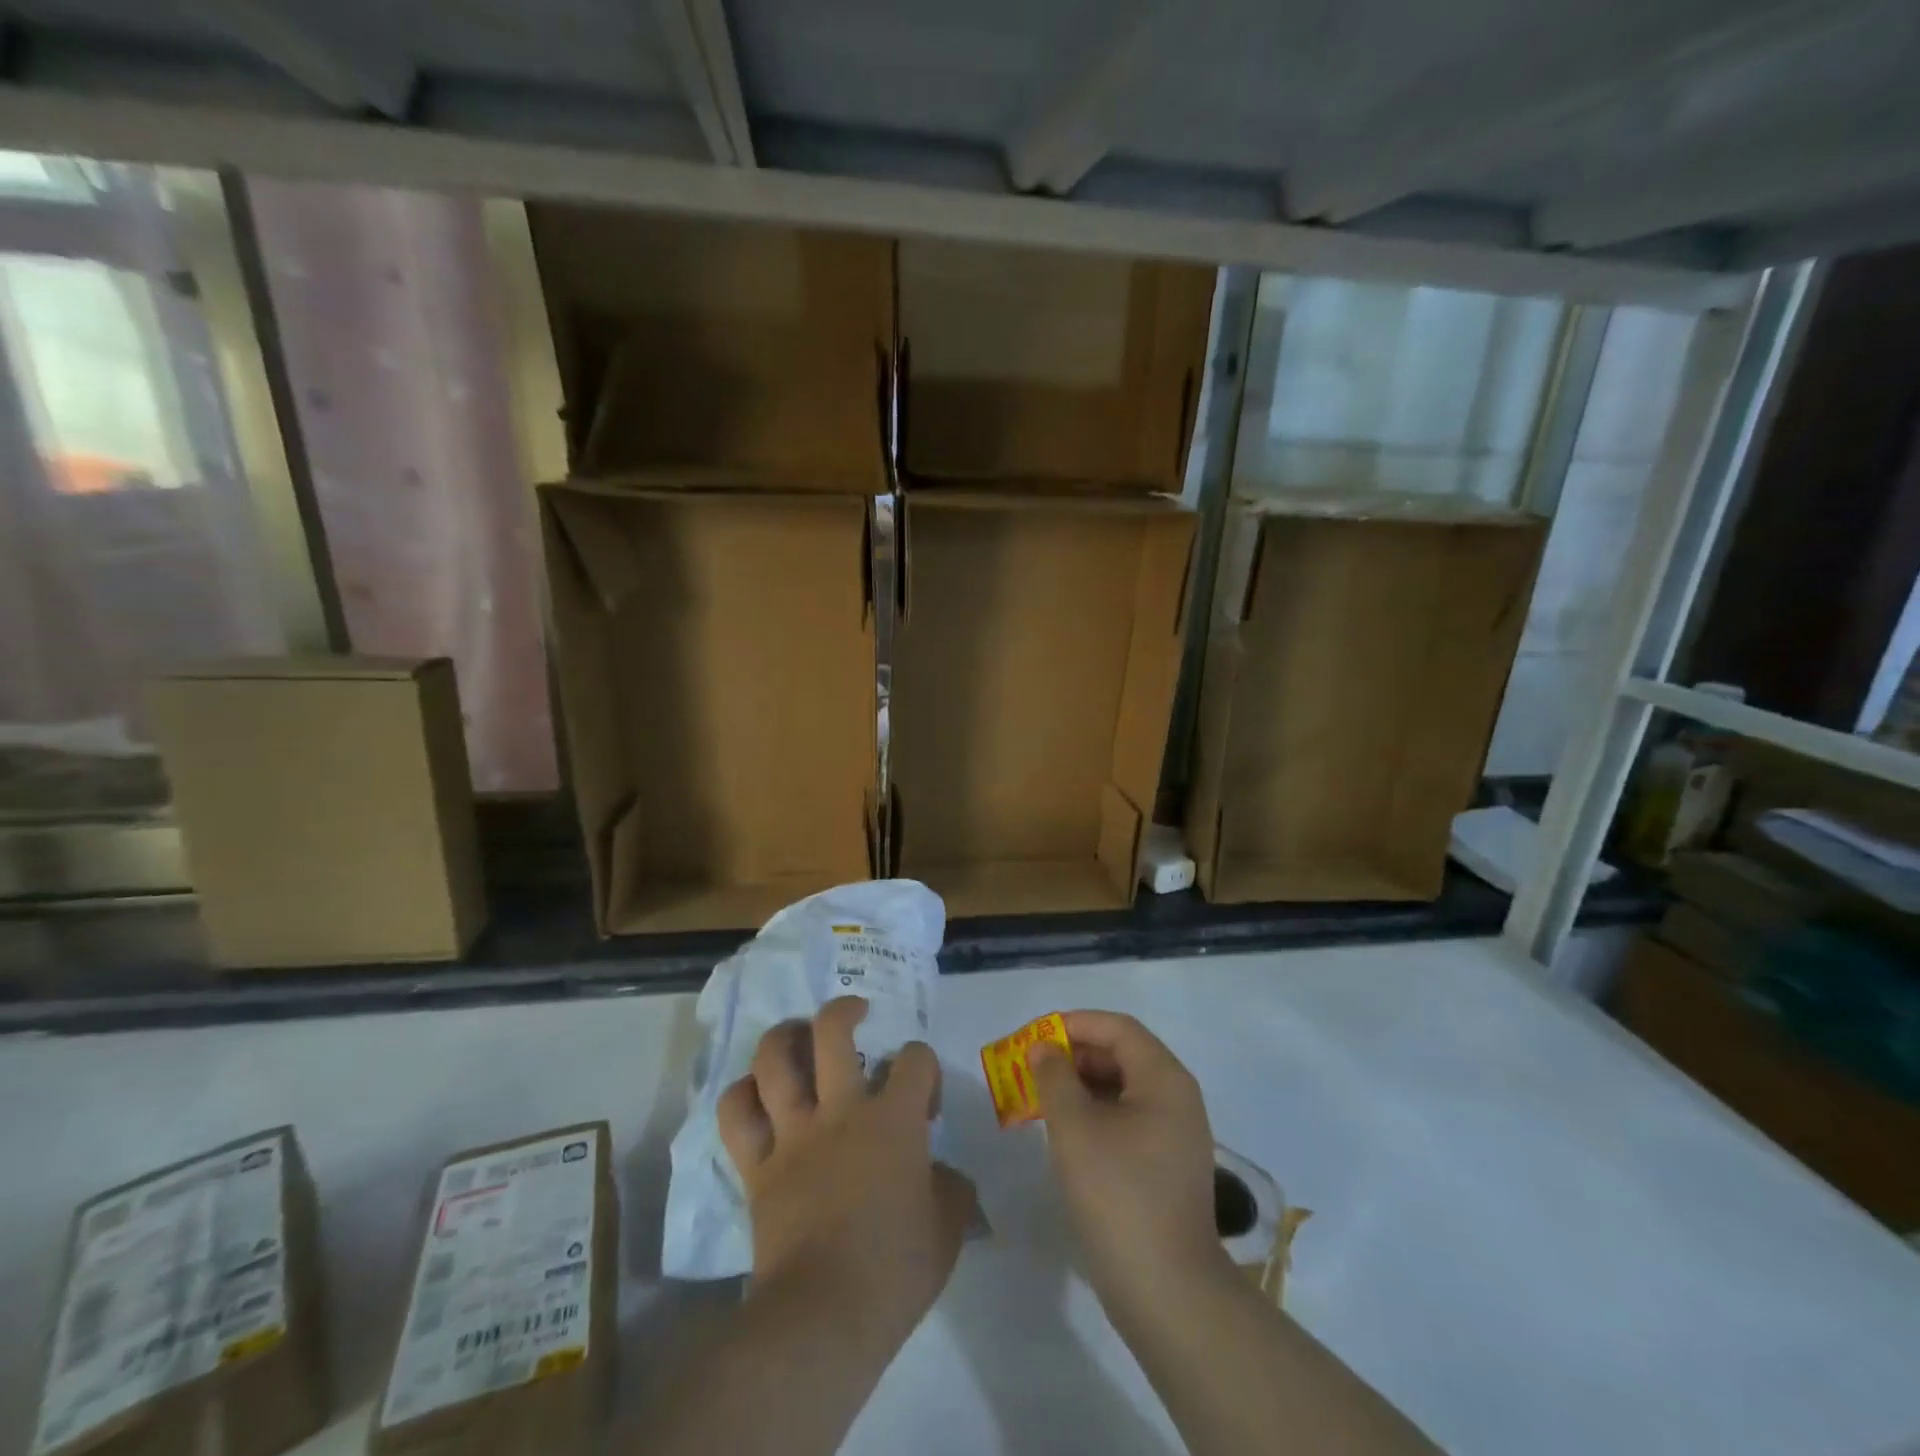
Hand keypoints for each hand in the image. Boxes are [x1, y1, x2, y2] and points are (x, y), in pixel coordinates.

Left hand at [718, 997, 975, 1338]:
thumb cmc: (895, 1271)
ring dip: (784, 1036)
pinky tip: (754, 1091)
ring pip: (774, 1059)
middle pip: (832, 1031)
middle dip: (844, 1010)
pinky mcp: (757, 1165)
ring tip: (797, 1034)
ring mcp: (794, 1133)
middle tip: (855, 1014)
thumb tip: (946, 1175)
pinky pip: (736, 1115)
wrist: (824, 1316)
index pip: (915, 1058)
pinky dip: (741, 1095)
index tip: (925, 1103)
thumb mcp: (947, 1229)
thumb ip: (952, 1189)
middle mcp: (841, 1110)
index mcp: (894, 1120)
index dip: (924, 1068)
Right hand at [1027, 1010, 1229, 1320]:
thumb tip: (1044, 1048)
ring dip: (1080, 1086)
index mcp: (1164, 1078)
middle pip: (1121, 1055)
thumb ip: (1053, 1077)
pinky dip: (1094, 1114)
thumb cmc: (1118, 1195)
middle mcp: (1176, 1097)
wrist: (1167, 1291)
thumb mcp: (1074, 1128)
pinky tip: (1065, 1133)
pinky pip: (1127, 1119)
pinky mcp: (1166, 1165)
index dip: (1074, 1024)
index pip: (1117, 1028)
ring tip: (1039, 1099)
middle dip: (1073, 1056)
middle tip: (1031, 1069)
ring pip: (1122, 1089)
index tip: (1034, 1037)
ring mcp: (1175, 1134)